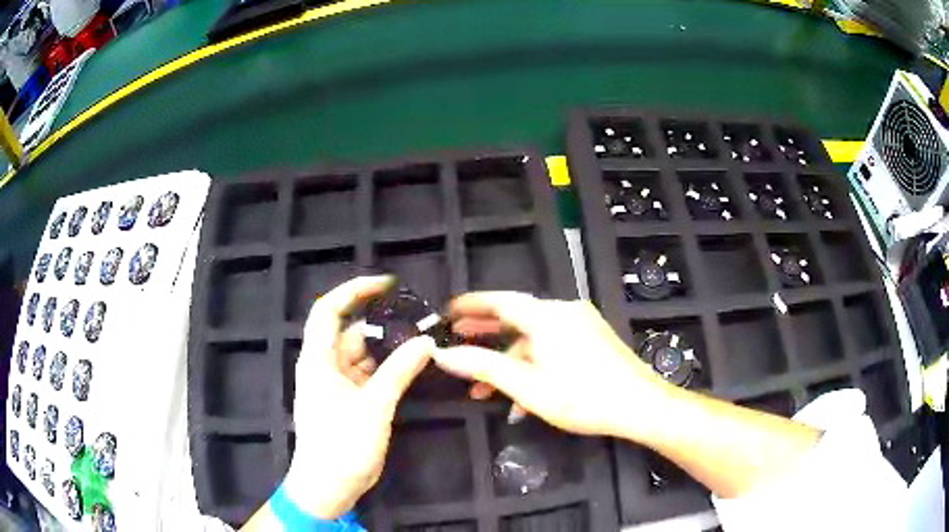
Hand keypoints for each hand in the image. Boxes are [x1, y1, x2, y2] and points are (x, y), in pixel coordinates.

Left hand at [283, 276, 434, 518]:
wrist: (328, 486)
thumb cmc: (341, 447)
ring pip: (364, 354)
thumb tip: (426, 342)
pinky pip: (370, 374)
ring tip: (424, 340)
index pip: (329, 310)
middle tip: (420, 318)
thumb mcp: (373, 408)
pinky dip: (390, 368)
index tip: (386, 284)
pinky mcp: (350, 400)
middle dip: (384, 323)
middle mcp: (325, 365)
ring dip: (390, 348)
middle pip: (353, 331)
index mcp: (318, 360)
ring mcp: (338, 383)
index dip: (354, 291)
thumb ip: (399, 372)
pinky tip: (413, 365)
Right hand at [433, 292, 670, 437]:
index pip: (501, 301)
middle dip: (486, 331)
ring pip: (535, 338)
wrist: (641, 406)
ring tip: (482, 388)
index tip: (447, 311)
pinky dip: (533, 365)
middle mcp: (565, 312)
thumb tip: (444, 354)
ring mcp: (582, 325)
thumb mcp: (527, 386)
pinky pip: (553, 346)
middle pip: (517, 316)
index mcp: (548, 316)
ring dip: (509, 360)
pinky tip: (521, 398)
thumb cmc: (582, 397)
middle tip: (457, 338)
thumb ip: (484, 366)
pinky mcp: (592, 339)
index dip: (471, 305)